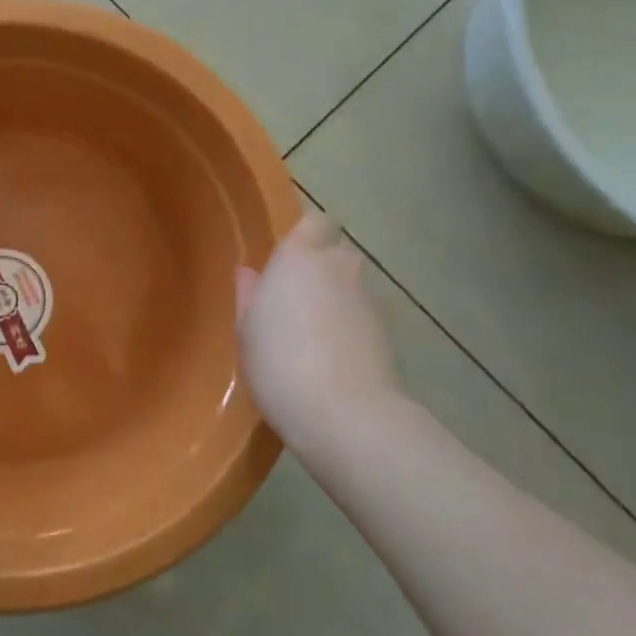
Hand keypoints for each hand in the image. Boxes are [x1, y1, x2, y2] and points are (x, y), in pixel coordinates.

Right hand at [234, 213, 403, 445]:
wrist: (344, 413)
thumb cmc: (278, 363)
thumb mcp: (246, 331)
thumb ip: (249, 296)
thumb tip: (251, 274)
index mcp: (299, 258)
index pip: (314, 222)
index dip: (305, 235)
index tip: (288, 258)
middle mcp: (339, 267)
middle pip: (335, 254)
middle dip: (321, 270)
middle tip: (295, 302)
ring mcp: (369, 299)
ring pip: (351, 288)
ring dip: (336, 301)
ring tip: (313, 337)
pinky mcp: (389, 331)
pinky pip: (363, 317)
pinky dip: (351, 328)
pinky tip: (333, 359)